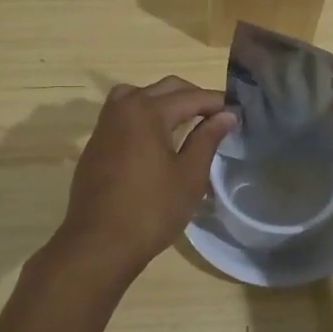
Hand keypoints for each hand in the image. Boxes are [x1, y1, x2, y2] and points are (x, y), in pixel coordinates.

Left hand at [51, 77, 236, 282]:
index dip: (216, 103)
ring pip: (139, 95)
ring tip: (185, 121)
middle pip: (165, 88)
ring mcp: (105, 125)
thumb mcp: (189, 176)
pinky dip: (144, 114)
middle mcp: (124, 108)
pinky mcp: (96, 143)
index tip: (237, 113)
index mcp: (148, 111)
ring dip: (164, 101)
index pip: (191, 97)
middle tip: (216, 116)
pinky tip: (157, 138)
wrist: (99, 243)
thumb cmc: (151, 210)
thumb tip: (226, 115)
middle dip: (193, 97)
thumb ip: (207, 139)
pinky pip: (123, 114)